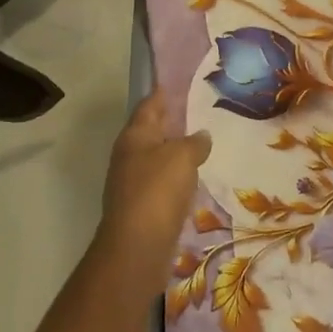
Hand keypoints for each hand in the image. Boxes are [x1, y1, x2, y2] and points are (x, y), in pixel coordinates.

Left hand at [98, 93, 211, 261]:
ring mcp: (133, 183)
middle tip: (200, 113)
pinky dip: (177, 177)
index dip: (164, 94)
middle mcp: (129, 155)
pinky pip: (162, 183)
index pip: (149, 105)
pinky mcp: (142, 207)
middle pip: (151, 132)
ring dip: (176, 152)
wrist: (137, 247)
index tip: (181, 84)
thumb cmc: (157, 190)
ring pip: (157, 158)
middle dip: (172, 123)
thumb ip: (195, 142)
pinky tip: (195, 178)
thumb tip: (201, 136)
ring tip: (203, 145)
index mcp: (134, 136)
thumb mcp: (182, 156)